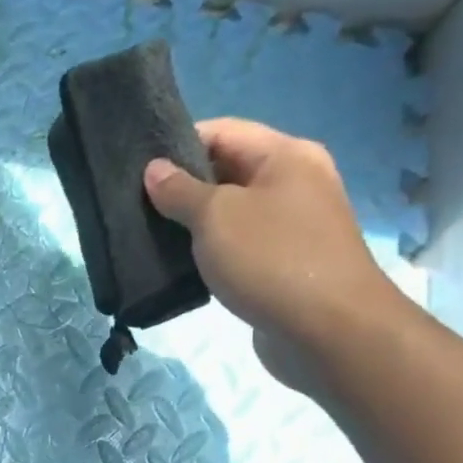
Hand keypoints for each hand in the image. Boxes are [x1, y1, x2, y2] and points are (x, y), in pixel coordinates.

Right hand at [144, 119, 410, 389]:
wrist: (328, 331)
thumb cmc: (272, 259)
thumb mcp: (216, 217)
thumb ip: (180, 191)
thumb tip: (155, 170)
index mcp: (286, 156)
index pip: (222, 131)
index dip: (177, 144)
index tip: (136, 167)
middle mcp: (294, 183)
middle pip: (227, 171)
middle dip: (181, 186)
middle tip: (134, 205)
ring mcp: (291, 226)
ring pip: (230, 213)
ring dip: (191, 224)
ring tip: (148, 236)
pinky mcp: (283, 264)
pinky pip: (238, 246)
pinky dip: (209, 252)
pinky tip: (178, 266)